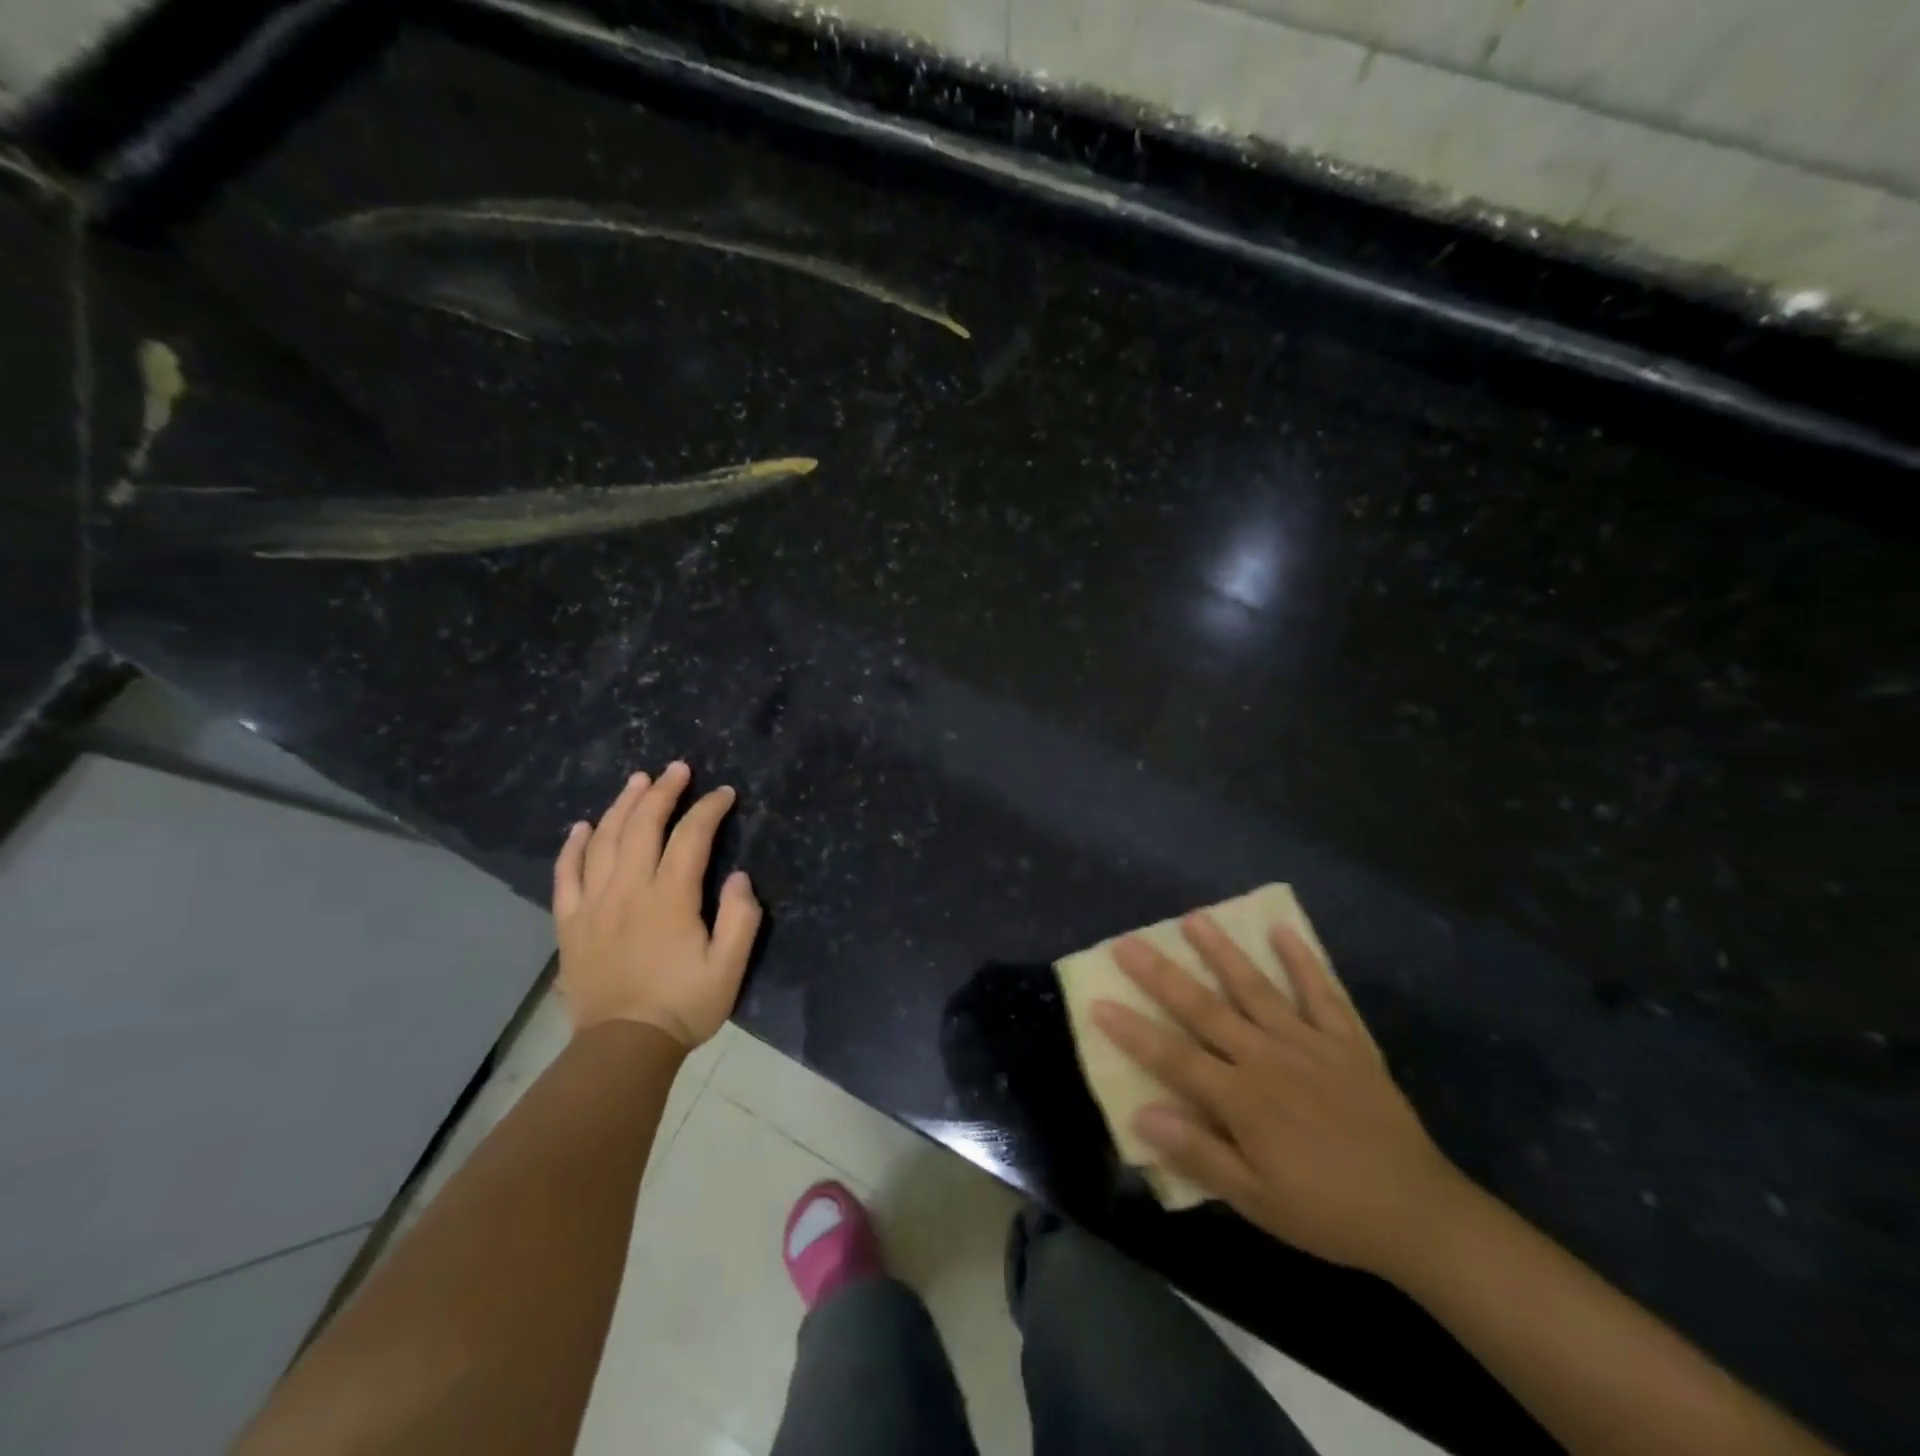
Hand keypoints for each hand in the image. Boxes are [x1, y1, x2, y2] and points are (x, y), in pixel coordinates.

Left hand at [552, 761, 761, 1047]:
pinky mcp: (570, 923)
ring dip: (622, 806)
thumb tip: (738, 877)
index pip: (691, 837)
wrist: (622, 1047)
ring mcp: (594, 904)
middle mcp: (628, 889)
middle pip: (643, 826)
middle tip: (677, 769)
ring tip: (637, 781)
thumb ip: (741, 919)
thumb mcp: (730, 967)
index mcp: (670, 898)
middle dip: (662, 792)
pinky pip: (566, 874)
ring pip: (604, 840)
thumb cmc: (683, 1005)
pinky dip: (574, 846)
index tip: (724, 794)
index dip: (709, 809)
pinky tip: (583, 827)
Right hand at [1092, 916, 1464, 1279]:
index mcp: (1243, 1099)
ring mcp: (1309, 1043)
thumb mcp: (1256, 1200)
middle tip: (1128, 942)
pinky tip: (1283, 930)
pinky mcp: (1346, 1042)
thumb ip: (1199, 1153)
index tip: (1098, 1002)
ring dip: (1222, 951)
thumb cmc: (1327, 1211)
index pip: (1173, 1057)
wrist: (1418, 1214)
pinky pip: (1321, 993)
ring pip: (1255, 988)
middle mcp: (1268, 1058)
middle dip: (1161, 975)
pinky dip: (1303, 961)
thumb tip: (1142, 1113)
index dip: (1133, 1031)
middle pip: (1204, 1009)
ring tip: (1194, 918)